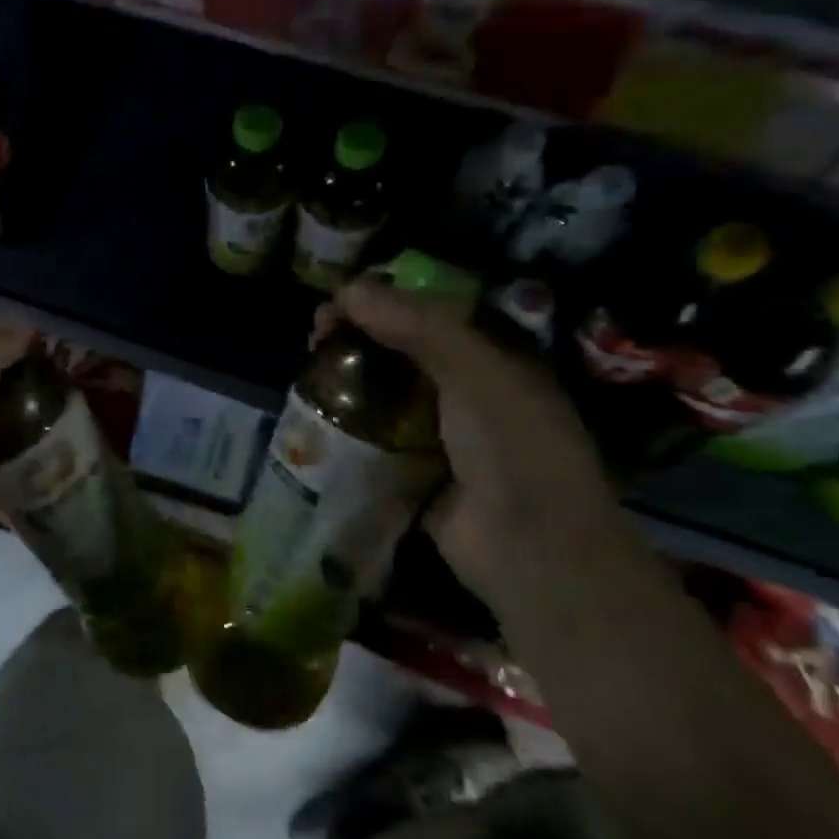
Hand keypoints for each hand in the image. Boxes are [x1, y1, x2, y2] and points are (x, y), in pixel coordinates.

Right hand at [337, 279, 646, 599]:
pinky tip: (317, 419)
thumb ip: (415, 325)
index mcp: (494, 357)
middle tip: (315, 338)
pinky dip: (350, 428)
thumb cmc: (512, 444)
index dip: (385, 299)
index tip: (339, 302)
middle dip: (358, 338)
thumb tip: (349, 289)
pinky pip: (377, 439)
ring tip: (308, 377)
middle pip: (402, 350)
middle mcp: (469, 390)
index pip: (431, 311)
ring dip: (349, 382)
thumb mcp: (473, 369)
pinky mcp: (417, 472)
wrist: (529, 548)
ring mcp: (443, 434)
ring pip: (386, 394)